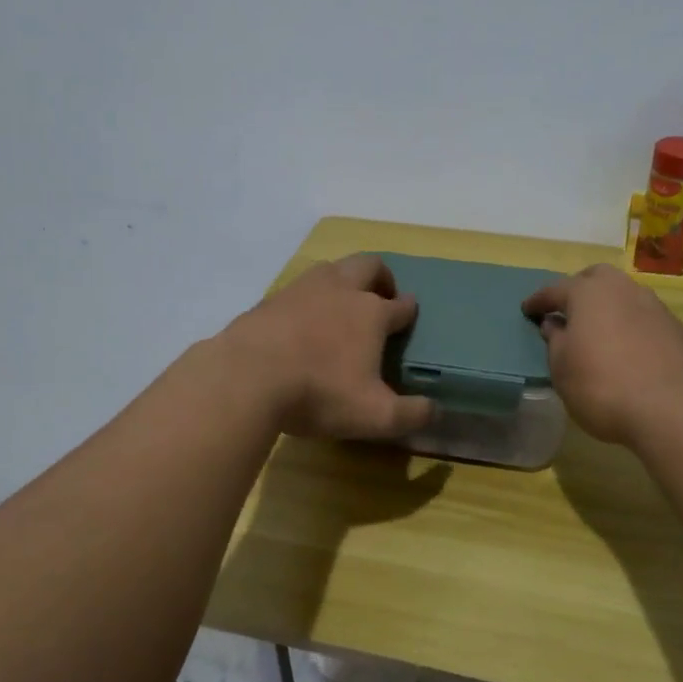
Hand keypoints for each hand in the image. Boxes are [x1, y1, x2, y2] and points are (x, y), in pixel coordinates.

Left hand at [224, 254, 435, 440]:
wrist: (246, 377)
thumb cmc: (319, 392)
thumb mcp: (375, 416)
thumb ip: (411, 415)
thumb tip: (436, 411)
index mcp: (371, 313)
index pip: (401, 305)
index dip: (409, 311)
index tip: (409, 317)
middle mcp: (341, 290)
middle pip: (369, 265)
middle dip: (381, 277)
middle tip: (381, 297)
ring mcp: (302, 289)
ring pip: (332, 269)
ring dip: (343, 281)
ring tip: (341, 306)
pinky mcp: (271, 299)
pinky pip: (299, 289)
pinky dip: (309, 299)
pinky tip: (301, 323)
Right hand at [522, 264, 682, 445]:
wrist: (673, 409)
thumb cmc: (602, 386)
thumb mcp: (562, 368)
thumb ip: (554, 341)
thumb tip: (554, 324)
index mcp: (588, 292)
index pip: (554, 290)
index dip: (538, 301)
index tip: (527, 310)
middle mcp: (622, 289)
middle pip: (595, 279)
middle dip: (578, 290)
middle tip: (566, 312)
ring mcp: (654, 306)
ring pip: (623, 295)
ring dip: (607, 307)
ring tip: (596, 330)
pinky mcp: (675, 328)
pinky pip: (642, 317)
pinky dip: (628, 324)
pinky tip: (624, 347)